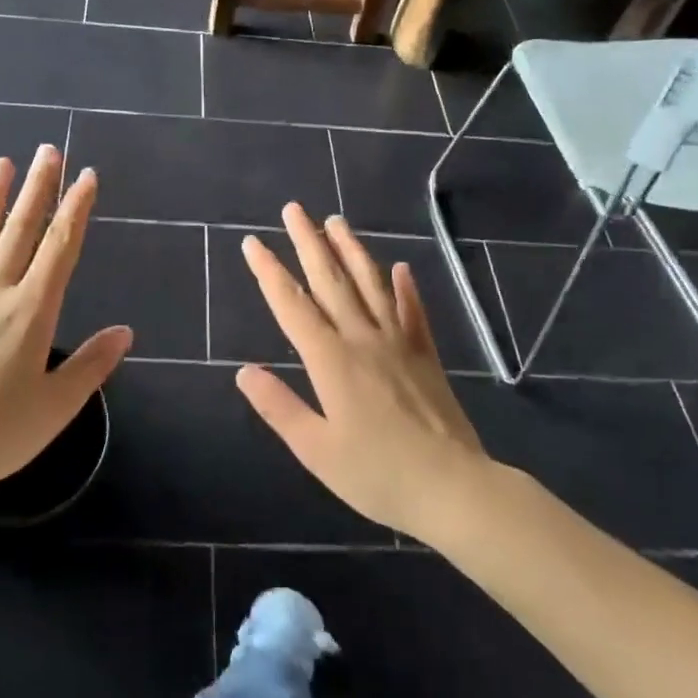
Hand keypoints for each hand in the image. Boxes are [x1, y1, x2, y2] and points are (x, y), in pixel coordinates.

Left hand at [0, 145, 131, 507]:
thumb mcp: (56, 407)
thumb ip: (91, 365)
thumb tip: (125, 331)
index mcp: (31, 312)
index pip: (60, 248)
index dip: (76, 209)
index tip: (86, 176)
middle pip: (20, 232)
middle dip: (38, 189)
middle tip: (48, 151)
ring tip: (1, 164)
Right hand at [237, 204, 490, 544]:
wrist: (453, 487)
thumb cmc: (378, 475)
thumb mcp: (316, 451)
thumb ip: (279, 407)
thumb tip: (243, 371)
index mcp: (330, 361)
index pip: (292, 306)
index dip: (269, 272)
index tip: (252, 243)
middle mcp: (362, 339)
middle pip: (330, 281)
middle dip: (308, 242)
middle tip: (293, 209)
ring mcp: (398, 342)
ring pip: (370, 284)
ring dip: (351, 249)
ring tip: (336, 220)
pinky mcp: (425, 354)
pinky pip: (413, 311)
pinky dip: (405, 287)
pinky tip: (400, 266)